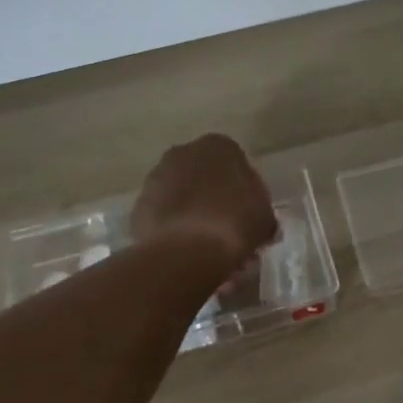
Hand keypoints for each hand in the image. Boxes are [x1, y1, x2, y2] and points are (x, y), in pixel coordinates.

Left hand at [131, 134, 277, 272]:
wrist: (187, 250)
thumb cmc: (235, 222)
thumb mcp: (265, 218)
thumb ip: (262, 213)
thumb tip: (258, 224)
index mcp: (218, 146)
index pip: (236, 164)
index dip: (245, 193)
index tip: (249, 217)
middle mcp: (183, 153)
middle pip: (205, 179)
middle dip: (216, 204)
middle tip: (230, 235)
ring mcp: (156, 179)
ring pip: (183, 199)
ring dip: (195, 218)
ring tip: (209, 252)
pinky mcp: (138, 207)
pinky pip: (165, 218)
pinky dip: (175, 232)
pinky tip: (189, 256)